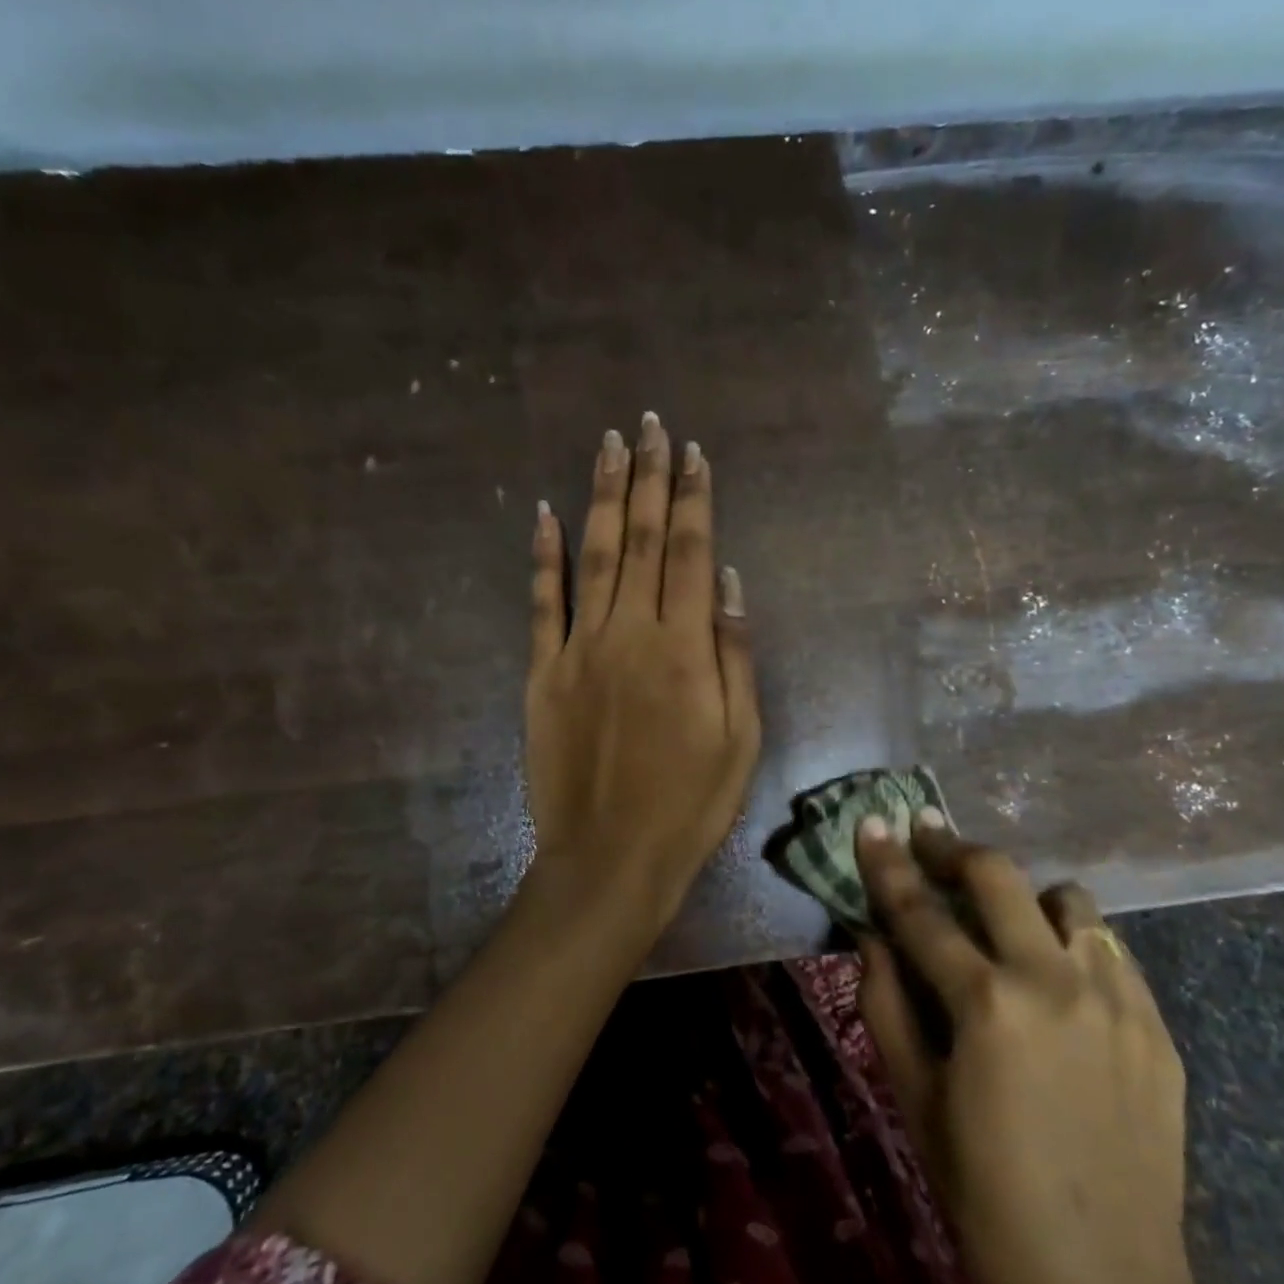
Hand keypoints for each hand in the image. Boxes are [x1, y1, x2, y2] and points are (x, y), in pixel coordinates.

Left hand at [526, 413, 760, 923]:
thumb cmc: (691, 803)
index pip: (692, 553)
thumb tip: (732, 583)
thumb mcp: (742, 737)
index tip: (693, 453)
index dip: (694, 498)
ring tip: (608, 445)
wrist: (611, 857)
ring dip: (603, 496)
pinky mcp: (543, 673)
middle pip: (643, 539)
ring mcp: (579, 649)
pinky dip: (543, 556)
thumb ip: (735, 654)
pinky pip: (542, 603)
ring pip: (594, 555)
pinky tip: (544, 513)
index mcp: (684, 647)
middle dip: (648, 477)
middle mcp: (630, 632)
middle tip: (648, 425)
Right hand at [855, 816, 1246, 1283]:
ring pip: (1069, 901)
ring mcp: (1117, 998)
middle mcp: (1056, 981)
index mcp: (988, 1005)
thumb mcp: (915, 1100)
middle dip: (953, 847)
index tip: (872, 822)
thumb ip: (885, 1004)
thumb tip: (870, 934)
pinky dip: (1075, 944)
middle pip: (999, 875)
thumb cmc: (985, 1196)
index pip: (921, 912)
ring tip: (1006, 923)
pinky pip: (1111, 950)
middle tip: (927, 835)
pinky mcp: (1157, 1024)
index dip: (888, 863)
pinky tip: (1060, 981)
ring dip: (1025, 898)